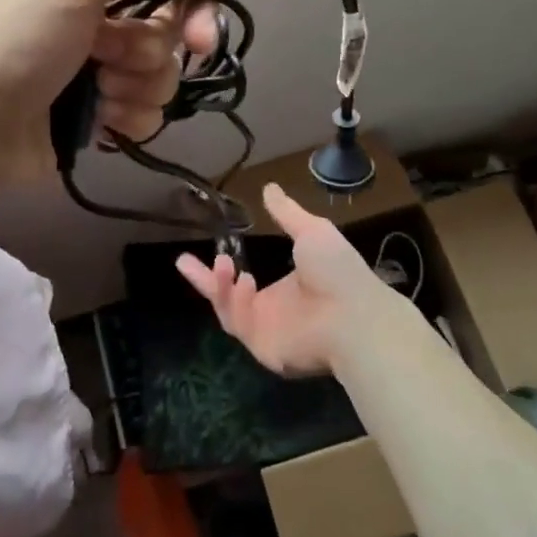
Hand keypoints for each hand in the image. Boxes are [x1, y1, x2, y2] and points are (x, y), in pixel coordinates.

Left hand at [0, 0, 239, 186]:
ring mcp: (104, 75)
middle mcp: (106, 23)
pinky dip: (127, 121)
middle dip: (147, 56)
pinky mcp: (102, 120)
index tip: (201, 40)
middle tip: (109, 62)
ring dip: (135, 91)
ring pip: (164, 83)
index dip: (196, 12)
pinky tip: (97, 122)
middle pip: (173, 39)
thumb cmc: (21, 40)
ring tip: (94, 94)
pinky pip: (148, 119)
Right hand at [175, 184, 416, 375]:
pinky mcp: (263, 348)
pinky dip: (234, 301)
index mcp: (287, 290)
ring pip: (228, 312)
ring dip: (219, 287)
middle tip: (182, 260)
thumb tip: (269, 188)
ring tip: (222, 264)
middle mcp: (274, 313)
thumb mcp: (311, 232)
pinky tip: (243, 281)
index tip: (211, 250)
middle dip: (206, 281)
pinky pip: (238, 324)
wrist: (355, 315)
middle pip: (229, 299)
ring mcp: (268, 332)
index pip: (247, 281)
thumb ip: (287, 213)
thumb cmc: (338, 272)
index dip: (226, 268)